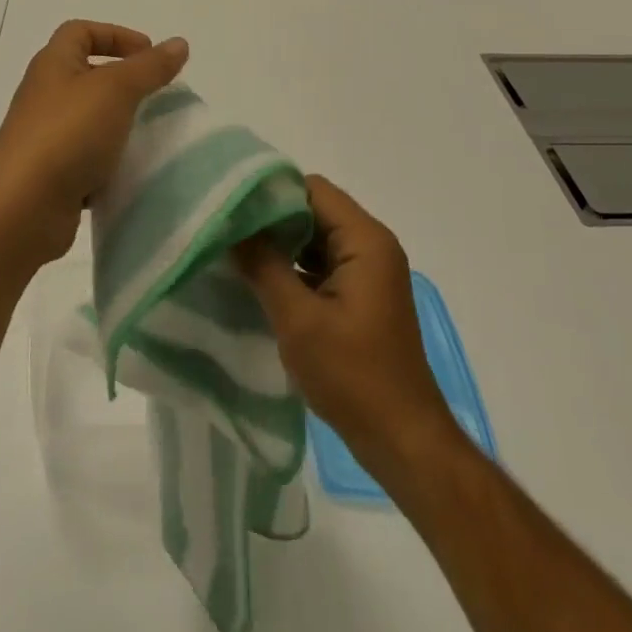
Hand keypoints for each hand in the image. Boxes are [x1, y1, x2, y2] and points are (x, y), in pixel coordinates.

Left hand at [0, 20, 187, 276]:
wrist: (21, 208)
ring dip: (118, 124)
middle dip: (122, 82)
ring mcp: (45, 138)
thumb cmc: (67, 132)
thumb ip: (149, 67)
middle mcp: (44, 95)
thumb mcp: (116, 90)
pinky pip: (86, 160)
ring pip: (88, 120)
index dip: (115, 35)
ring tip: (149, 134)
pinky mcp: (50, 176)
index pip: (81, 32)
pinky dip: (108, 162)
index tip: (149, 54)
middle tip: (155, 95)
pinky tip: (130, 171)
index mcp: (53, 64)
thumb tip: (179, 43)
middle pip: (86, 75)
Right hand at [234, 176, 457, 480]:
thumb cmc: (354, 376)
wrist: (404, 443)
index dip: (271, 193)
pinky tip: (260, 281)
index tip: (232, 207)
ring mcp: (368, 272)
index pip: (312, 189)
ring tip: (235, 253)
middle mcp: (371, 245)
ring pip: (315, 239)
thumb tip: (230, 227)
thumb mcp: (299, 320)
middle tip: (227, 231)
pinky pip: (322, 265)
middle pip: (314, 211)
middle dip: (272, 220)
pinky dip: (293, 269)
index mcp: (365, 240)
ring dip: (280, 246)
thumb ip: (263, 266)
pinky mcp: (361, 296)